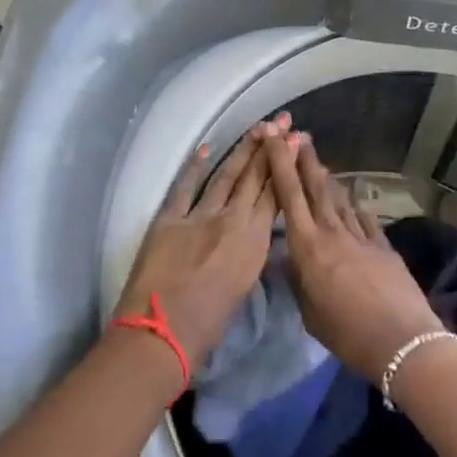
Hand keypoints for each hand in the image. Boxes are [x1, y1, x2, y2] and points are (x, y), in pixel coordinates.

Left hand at [111, 116, 287, 370]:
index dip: (285, 167)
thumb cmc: (207, 327)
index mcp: (253, 245)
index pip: (275, 196)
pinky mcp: (169, 218)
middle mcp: (231, 222)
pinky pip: (185, 186)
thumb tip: (250, 234)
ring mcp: (199, 216)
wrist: (161, 334)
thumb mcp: (242, 286)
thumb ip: (248, 254)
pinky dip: (194, 166)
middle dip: (270, 148)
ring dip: (242, 150)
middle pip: (255, 178)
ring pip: (226, 175)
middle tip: (283, 121)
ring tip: (258, 128)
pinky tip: (206, 147)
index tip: (295, 143)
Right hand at [266, 134, 444, 384]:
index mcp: (307, 246)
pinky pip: (363, 218)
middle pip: (316, 187)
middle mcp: (332, 232)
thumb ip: (298, 280)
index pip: (289, 195)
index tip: (275, 139)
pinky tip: (352, 203)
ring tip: (320, 165)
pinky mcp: (383, 245)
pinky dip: (354, 207)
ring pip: (339, 199)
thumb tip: (292, 258)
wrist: (402, 340)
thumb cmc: (347, 333)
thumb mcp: (309, 313)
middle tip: (299, 135)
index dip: (280, 163)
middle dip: (305, 159)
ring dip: (327, 180)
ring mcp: (361, 235)